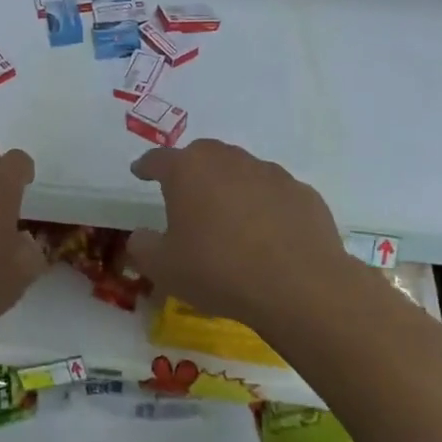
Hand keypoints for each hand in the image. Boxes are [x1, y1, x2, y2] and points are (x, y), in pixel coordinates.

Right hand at [127, 139, 351, 329]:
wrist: (299, 287)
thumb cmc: (219, 271)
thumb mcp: (164, 268)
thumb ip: (143, 247)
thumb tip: (141, 236)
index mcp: (188, 170)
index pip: (158, 159)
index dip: (146, 166)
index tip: (139, 171)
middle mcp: (228, 161)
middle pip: (203, 154)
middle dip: (190, 169)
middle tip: (185, 194)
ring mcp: (270, 173)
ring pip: (241, 170)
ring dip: (230, 186)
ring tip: (229, 217)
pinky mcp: (302, 192)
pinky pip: (274, 193)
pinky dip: (264, 205)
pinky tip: (267, 232)